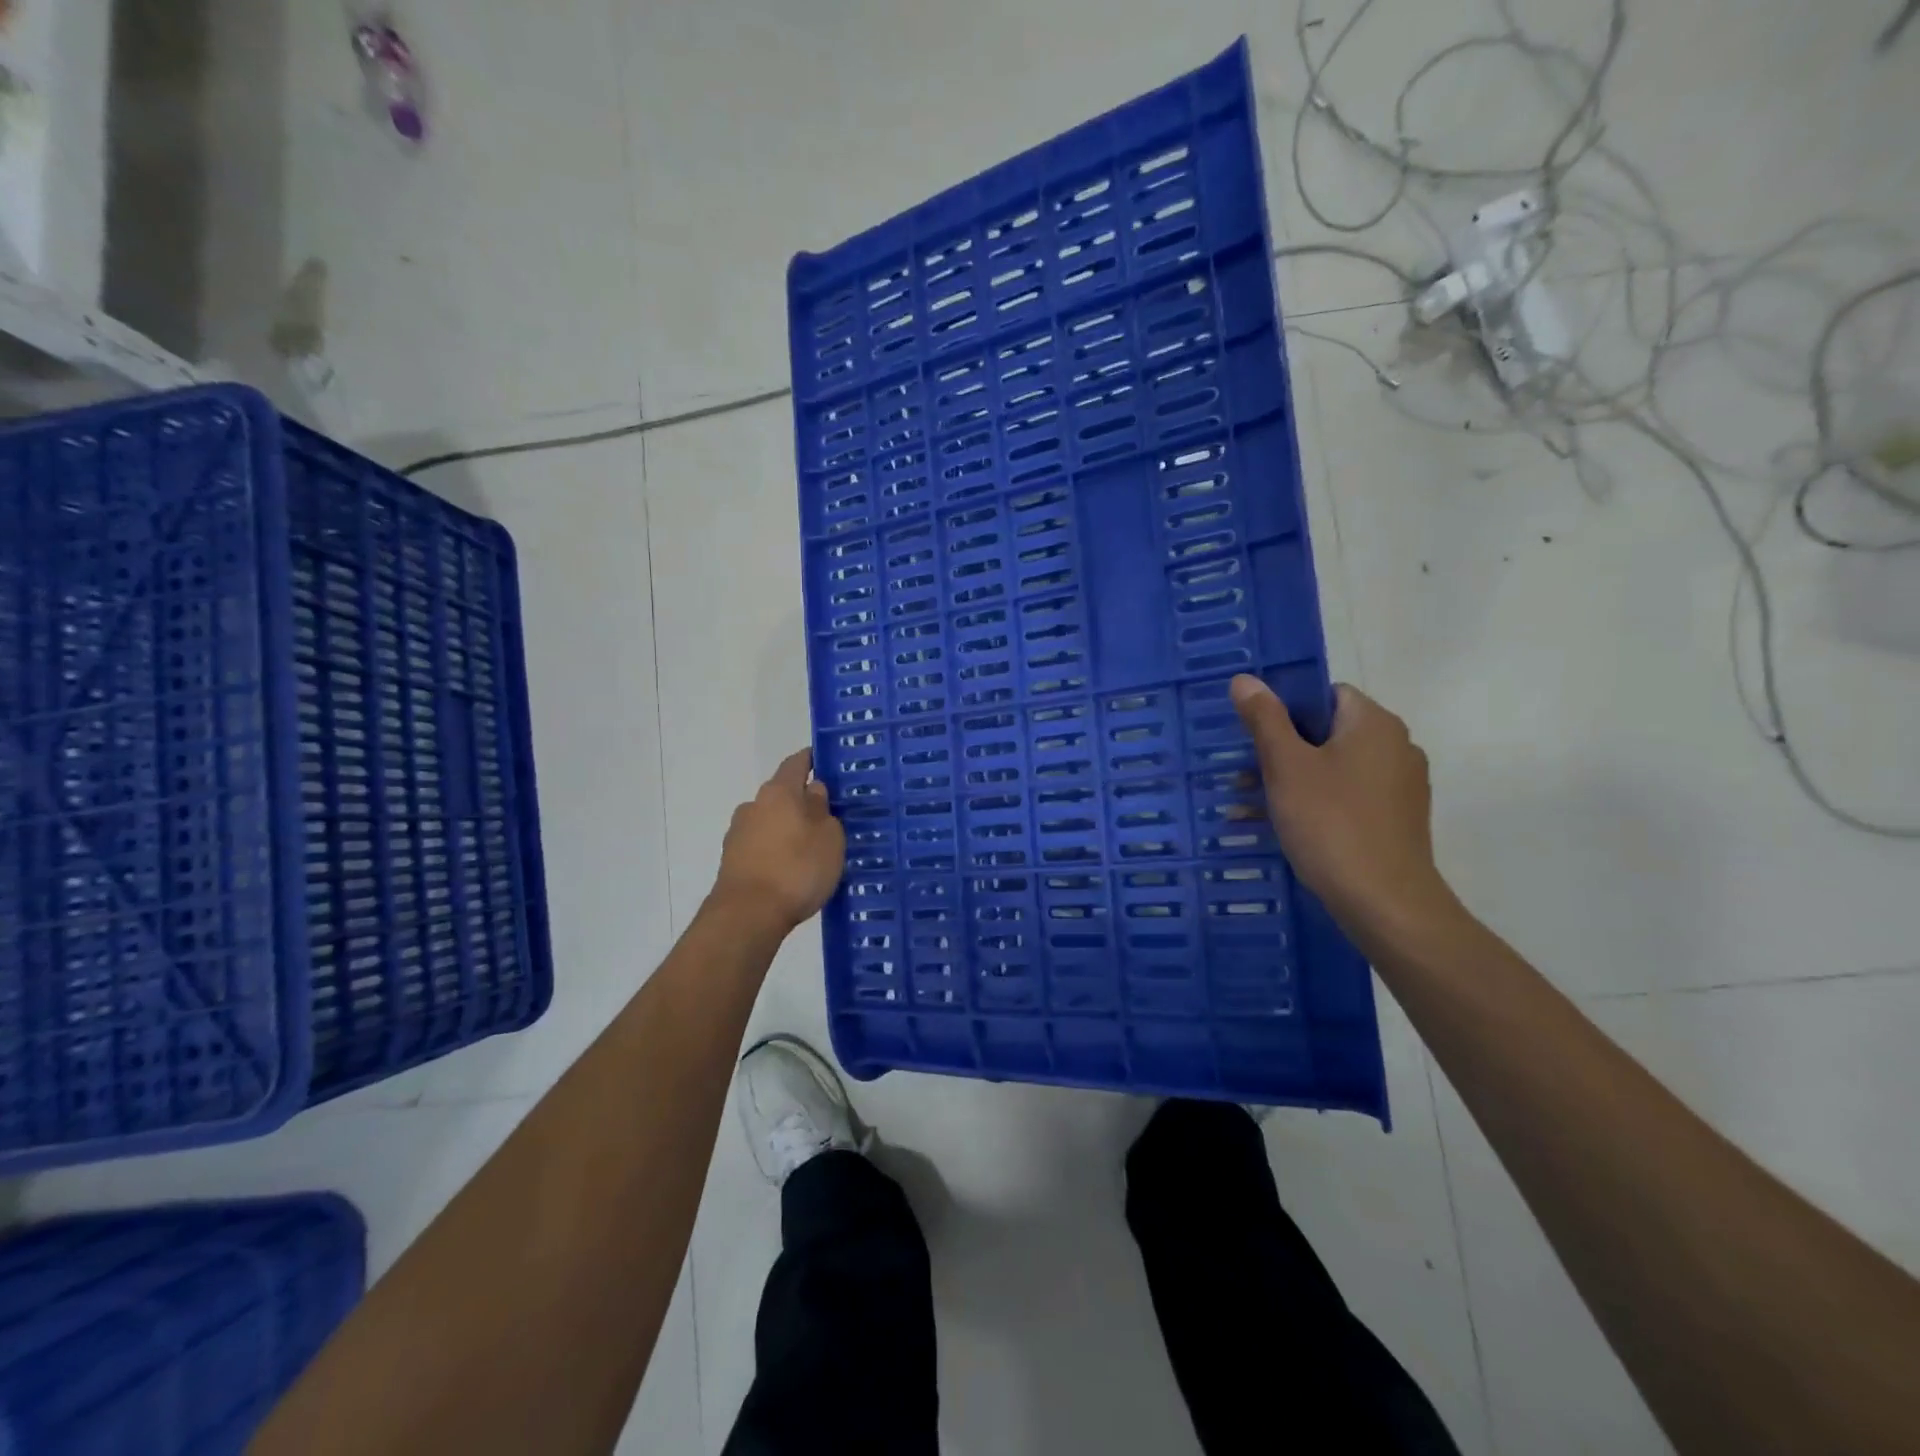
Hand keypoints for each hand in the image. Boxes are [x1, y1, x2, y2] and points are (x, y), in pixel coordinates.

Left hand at [714, 748, 845, 933]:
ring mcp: (738, 833)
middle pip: (782, 794)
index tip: (825, 760)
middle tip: (828, 816)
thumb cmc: (797, 869)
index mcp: (779, 792)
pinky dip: (776, 850)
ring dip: (788, 828)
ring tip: (811, 848)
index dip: (811, 759)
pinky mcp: (732, 861)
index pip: (796, 763)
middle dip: (802, 801)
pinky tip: (792, 868)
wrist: (748, 915)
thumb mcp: (829, 838)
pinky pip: (761, 845)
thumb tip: (814, 791)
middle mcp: (754, 805)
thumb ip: (823, 810)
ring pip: (771, 821)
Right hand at [1230, 676, 1458, 944]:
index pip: (1325, 694)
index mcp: (1374, 723)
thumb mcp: (1286, 766)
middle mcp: (1396, 746)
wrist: (1385, 902)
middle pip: (1327, 732)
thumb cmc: (1330, 823)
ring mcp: (1400, 786)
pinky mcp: (1396, 820)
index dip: (1285, 709)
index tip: (1253, 735)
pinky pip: (1346, 797)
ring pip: (1333, 768)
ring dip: (1290, 781)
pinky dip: (1314, 804)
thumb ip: (1265, 719)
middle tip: (1241, 774)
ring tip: (1247, 807)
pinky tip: (1280, 828)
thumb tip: (1245, 679)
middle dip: (1280, 751)